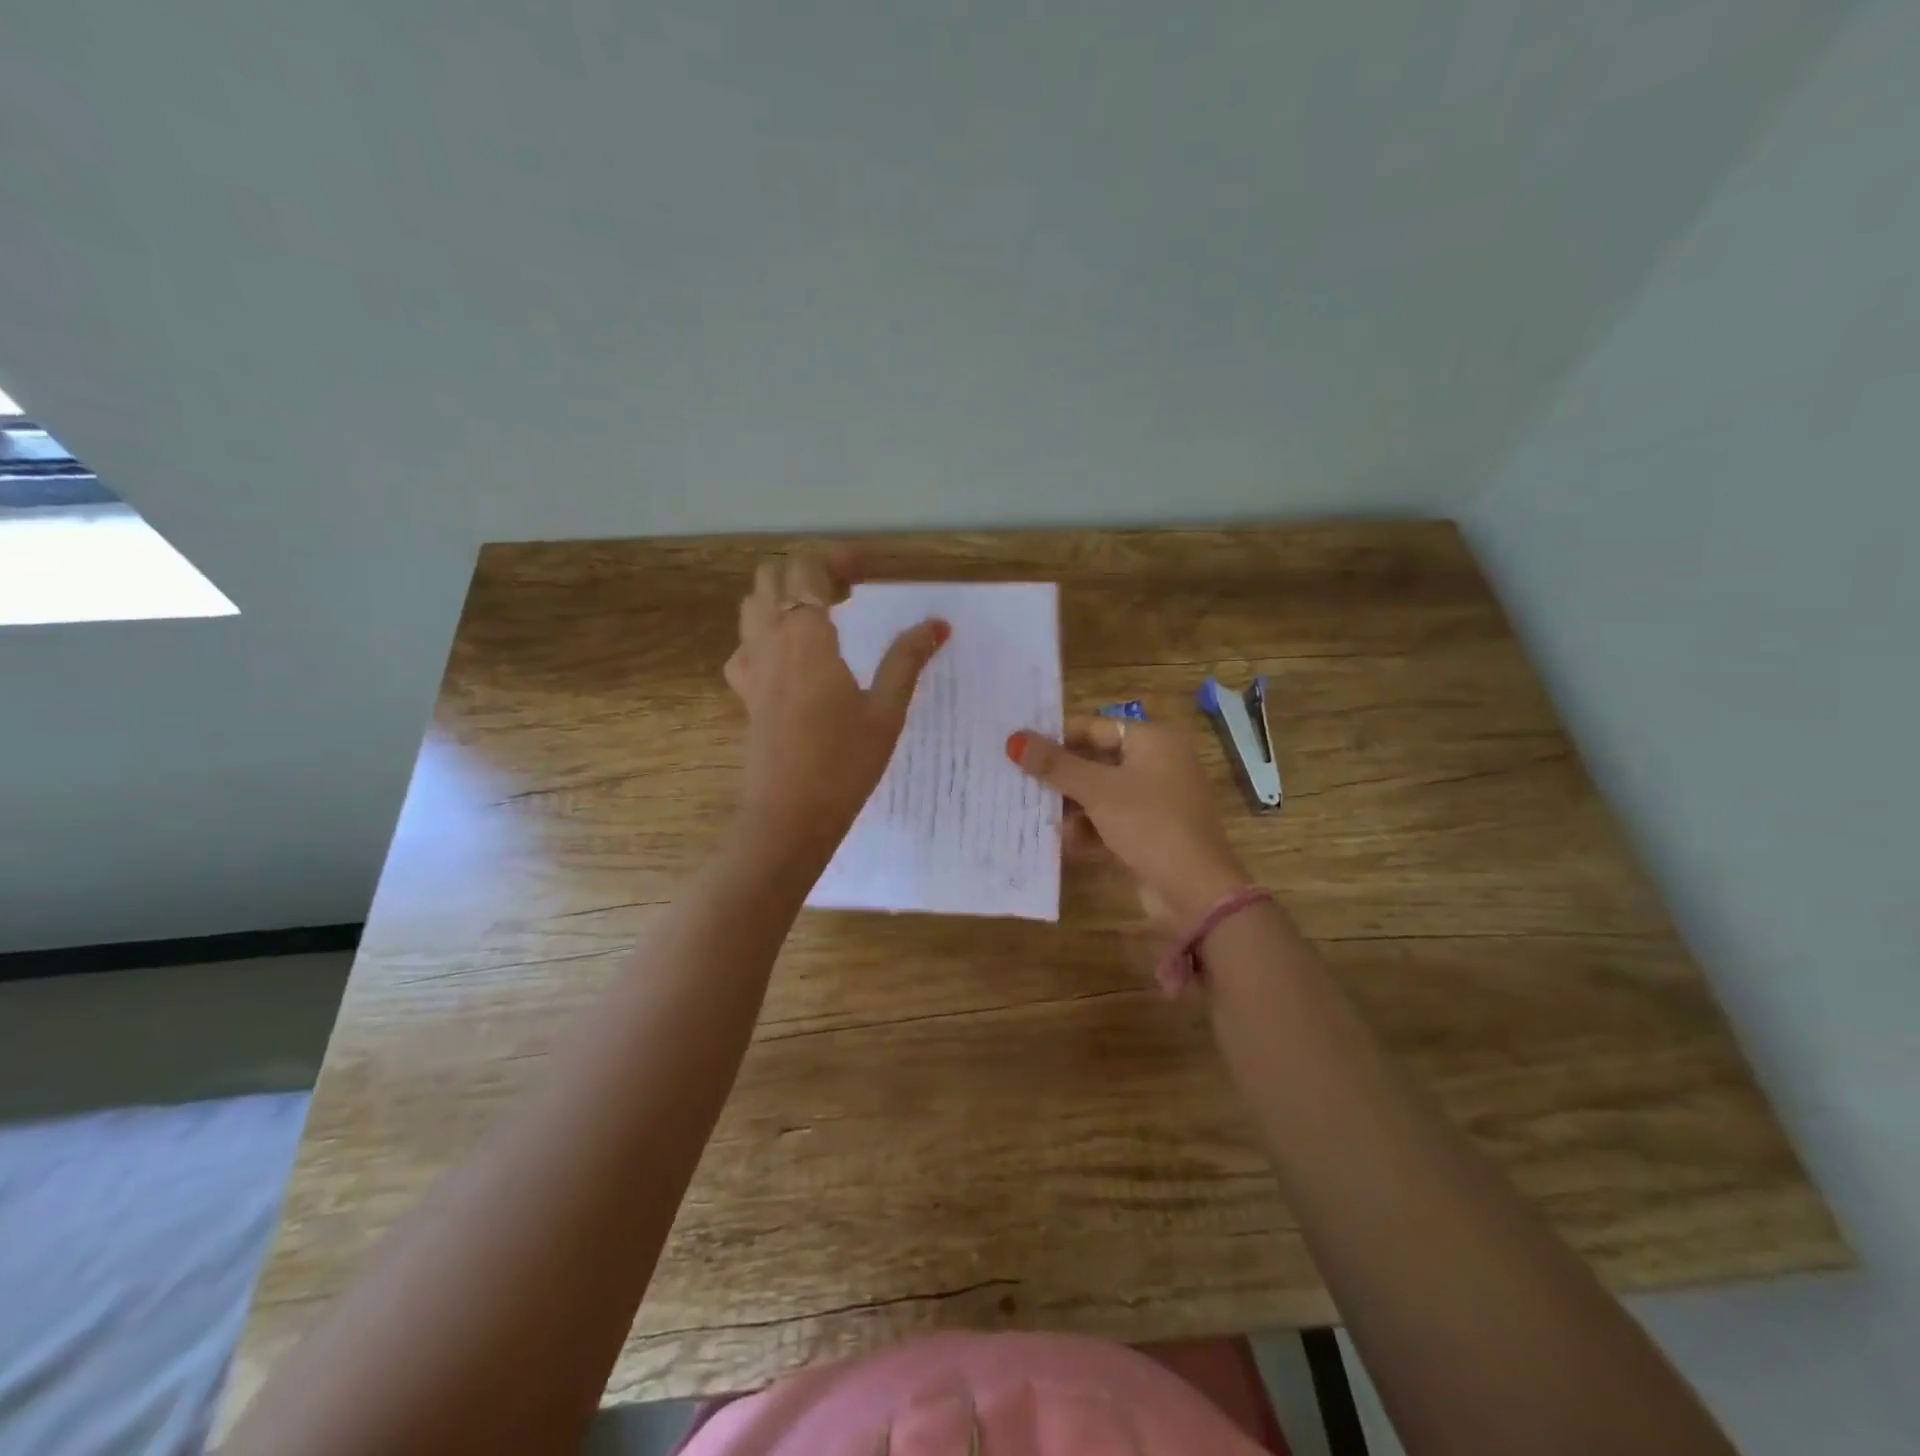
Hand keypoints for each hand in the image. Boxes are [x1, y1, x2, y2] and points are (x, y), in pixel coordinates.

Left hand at [724, 550, 947, 856]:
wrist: (789, 817)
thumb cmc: (843, 765)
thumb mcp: (885, 712)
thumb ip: (906, 661)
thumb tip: (936, 625)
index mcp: (806, 638)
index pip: (807, 570)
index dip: (835, 559)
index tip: (867, 568)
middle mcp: (770, 641)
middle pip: (772, 577)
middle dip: (808, 571)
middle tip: (848, 591)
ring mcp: (751, 667)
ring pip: (753, 606)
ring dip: (784, 596)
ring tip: (824, 617)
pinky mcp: (746, 693)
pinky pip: (746, 643)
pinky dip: (766, 631)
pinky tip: (792, 656)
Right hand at [1009, 718, 1250, 927]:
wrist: (1197, 890)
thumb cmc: (1149, 823)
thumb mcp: (1097, 791)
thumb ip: (1055, 765)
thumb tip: (1013, 739)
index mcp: (1152, 740)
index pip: (1093, 727)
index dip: (1056, 737)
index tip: (1019, 750)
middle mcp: (1157, 763)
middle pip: (1096, 761)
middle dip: (1061, 777)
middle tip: (1019, 784)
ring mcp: (1156, 800)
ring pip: (1101, 794)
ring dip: (1071, 807)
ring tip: (1037, 816)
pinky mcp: (1152, 832)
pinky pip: (1112, 821)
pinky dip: (1090, 830)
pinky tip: (1067, 844)